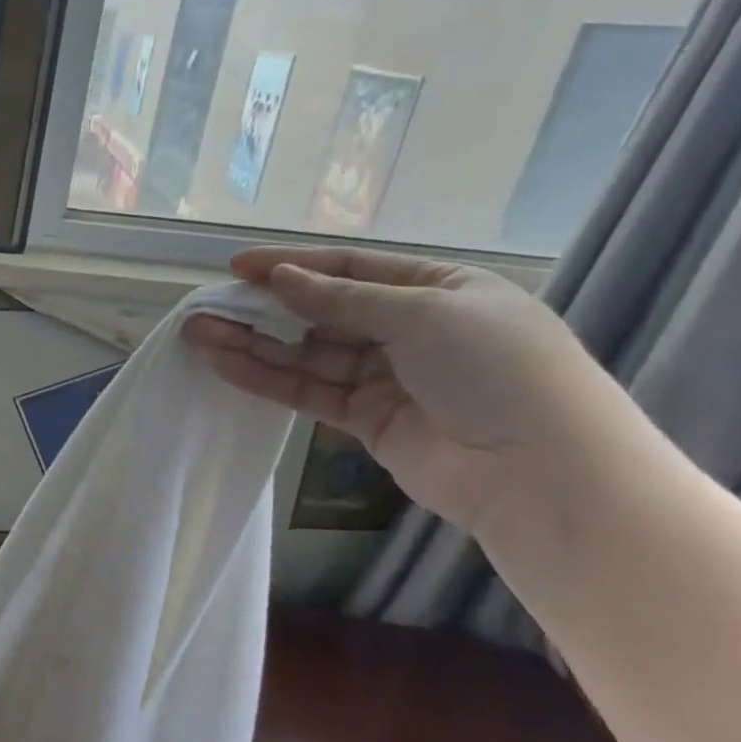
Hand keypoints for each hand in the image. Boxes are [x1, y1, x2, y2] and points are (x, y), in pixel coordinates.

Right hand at [183, 245, 629, 536]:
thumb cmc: (496, 369)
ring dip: (254, 343)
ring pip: (307, 353)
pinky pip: (309, 391)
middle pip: (322, 312)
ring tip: (198, 333)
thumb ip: (342, 298)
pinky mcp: (366, 420)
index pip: (353, 270)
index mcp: (439, 291)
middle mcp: (410, 330)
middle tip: (209, 305)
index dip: (293, 265)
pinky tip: (224, 365)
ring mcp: (386, 377)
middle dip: (265, 308)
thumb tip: (280, 277)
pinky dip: (267, 379)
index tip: (238, 267)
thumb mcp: (423, 314)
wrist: (542, 475)